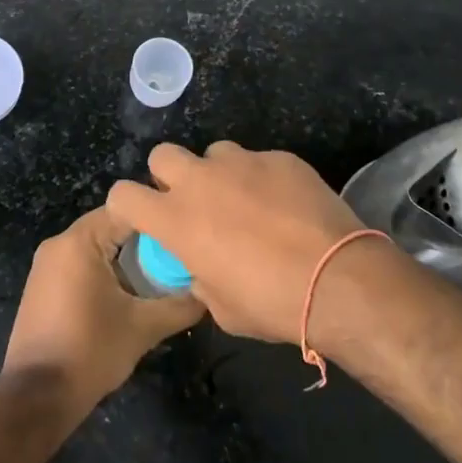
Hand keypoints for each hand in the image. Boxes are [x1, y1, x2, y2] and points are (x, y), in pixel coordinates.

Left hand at [2, 206, 203, 419]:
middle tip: (179, 256)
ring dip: (126, 259)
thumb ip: (180, 305)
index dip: (159, 218)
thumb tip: (209, 293)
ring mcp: (47, 265)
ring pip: (97, 247)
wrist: (36, 398)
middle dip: (145, 241)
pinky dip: (106, 271)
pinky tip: (129, 294)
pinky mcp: (43, 286)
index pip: (127, 210)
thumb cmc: (90, 352)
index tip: (187, 232)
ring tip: (160, 276)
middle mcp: (59, 243)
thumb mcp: (143, 328)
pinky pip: (81, 264)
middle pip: (111, 226)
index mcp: (79, 241)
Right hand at [107, 142, 370, 343]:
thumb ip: (200, 279)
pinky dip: (264, 179)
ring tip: (247, 202)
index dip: (129, 206)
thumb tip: (201, 268)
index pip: (123, 195)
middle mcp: (200, 181)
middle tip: (194, 203)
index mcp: (175, 219)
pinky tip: (286, 205)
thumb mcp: (222, 308)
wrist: (337, 279)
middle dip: (170, 176)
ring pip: (214, 154)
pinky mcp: (279, 157)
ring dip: (220, 175)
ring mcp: (241, 162)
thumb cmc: (271, 303)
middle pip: (163, 155)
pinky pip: (259, 161)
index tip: (144, 218)